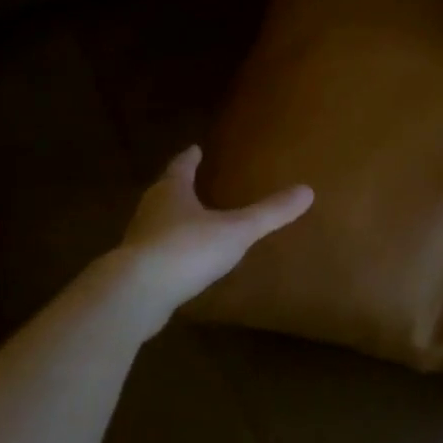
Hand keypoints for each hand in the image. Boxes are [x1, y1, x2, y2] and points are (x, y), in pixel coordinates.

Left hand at [116, 147, 312, 309]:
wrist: (137, 293)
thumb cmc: (187, 249)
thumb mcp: (236, 230)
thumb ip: (269, 213)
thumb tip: (308, 191)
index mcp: (172, 191)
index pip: (181, 167)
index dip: (190, 158)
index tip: (195, 148)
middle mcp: (150, 209)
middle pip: (165, 191)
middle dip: (178, 186)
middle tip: (192, 181)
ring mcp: (138, 241)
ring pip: (156, 222)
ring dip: (171, 219)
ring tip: (189, 221)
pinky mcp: (134, 270)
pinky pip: (155, 253)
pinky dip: (168, 250)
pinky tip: (180, 262)